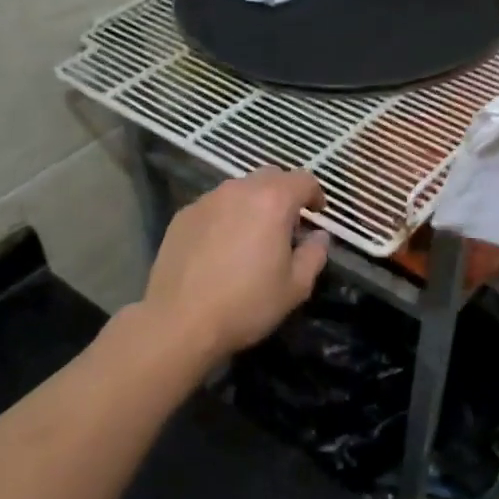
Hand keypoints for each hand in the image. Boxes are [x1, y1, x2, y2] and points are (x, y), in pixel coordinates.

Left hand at [138, 169, 329, 360]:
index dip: (315, 194)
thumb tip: (319, 236)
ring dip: (254, 203)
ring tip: (253, 235)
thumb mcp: (295, 287)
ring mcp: (207, 200)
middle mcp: (239, 190)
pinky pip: (215, 205)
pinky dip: (227, 216)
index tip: (317, 214)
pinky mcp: (183, 215)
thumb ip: (314, 254)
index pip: (303, 179)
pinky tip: (222, 246)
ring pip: (240, 189)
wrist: (179, 321)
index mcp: (273, 201)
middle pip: (270, 176)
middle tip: (288, 224)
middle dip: (284, 193)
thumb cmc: (246, 304)